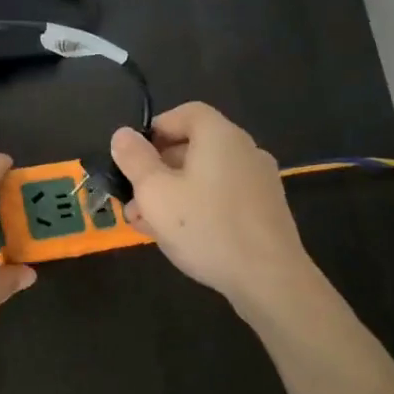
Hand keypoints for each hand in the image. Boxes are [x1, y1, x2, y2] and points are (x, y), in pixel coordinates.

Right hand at [109, 103, 317, 312]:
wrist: (270, 280)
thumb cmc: (206, 227)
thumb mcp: (155, 192)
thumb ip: (135, 159)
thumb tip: (123, 134)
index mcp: (220, 136)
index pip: (186, 113)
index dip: (156, 129)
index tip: (134, 156)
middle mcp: (245, 150)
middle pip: (194, 146)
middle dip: (157, 170)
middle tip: (132, 199)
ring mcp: (259, 181)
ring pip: (205, 176)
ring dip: (172, 193)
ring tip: (146, 225)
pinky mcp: (266, 210)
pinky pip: (223, 197)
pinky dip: (198, 207)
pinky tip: (179, 237)